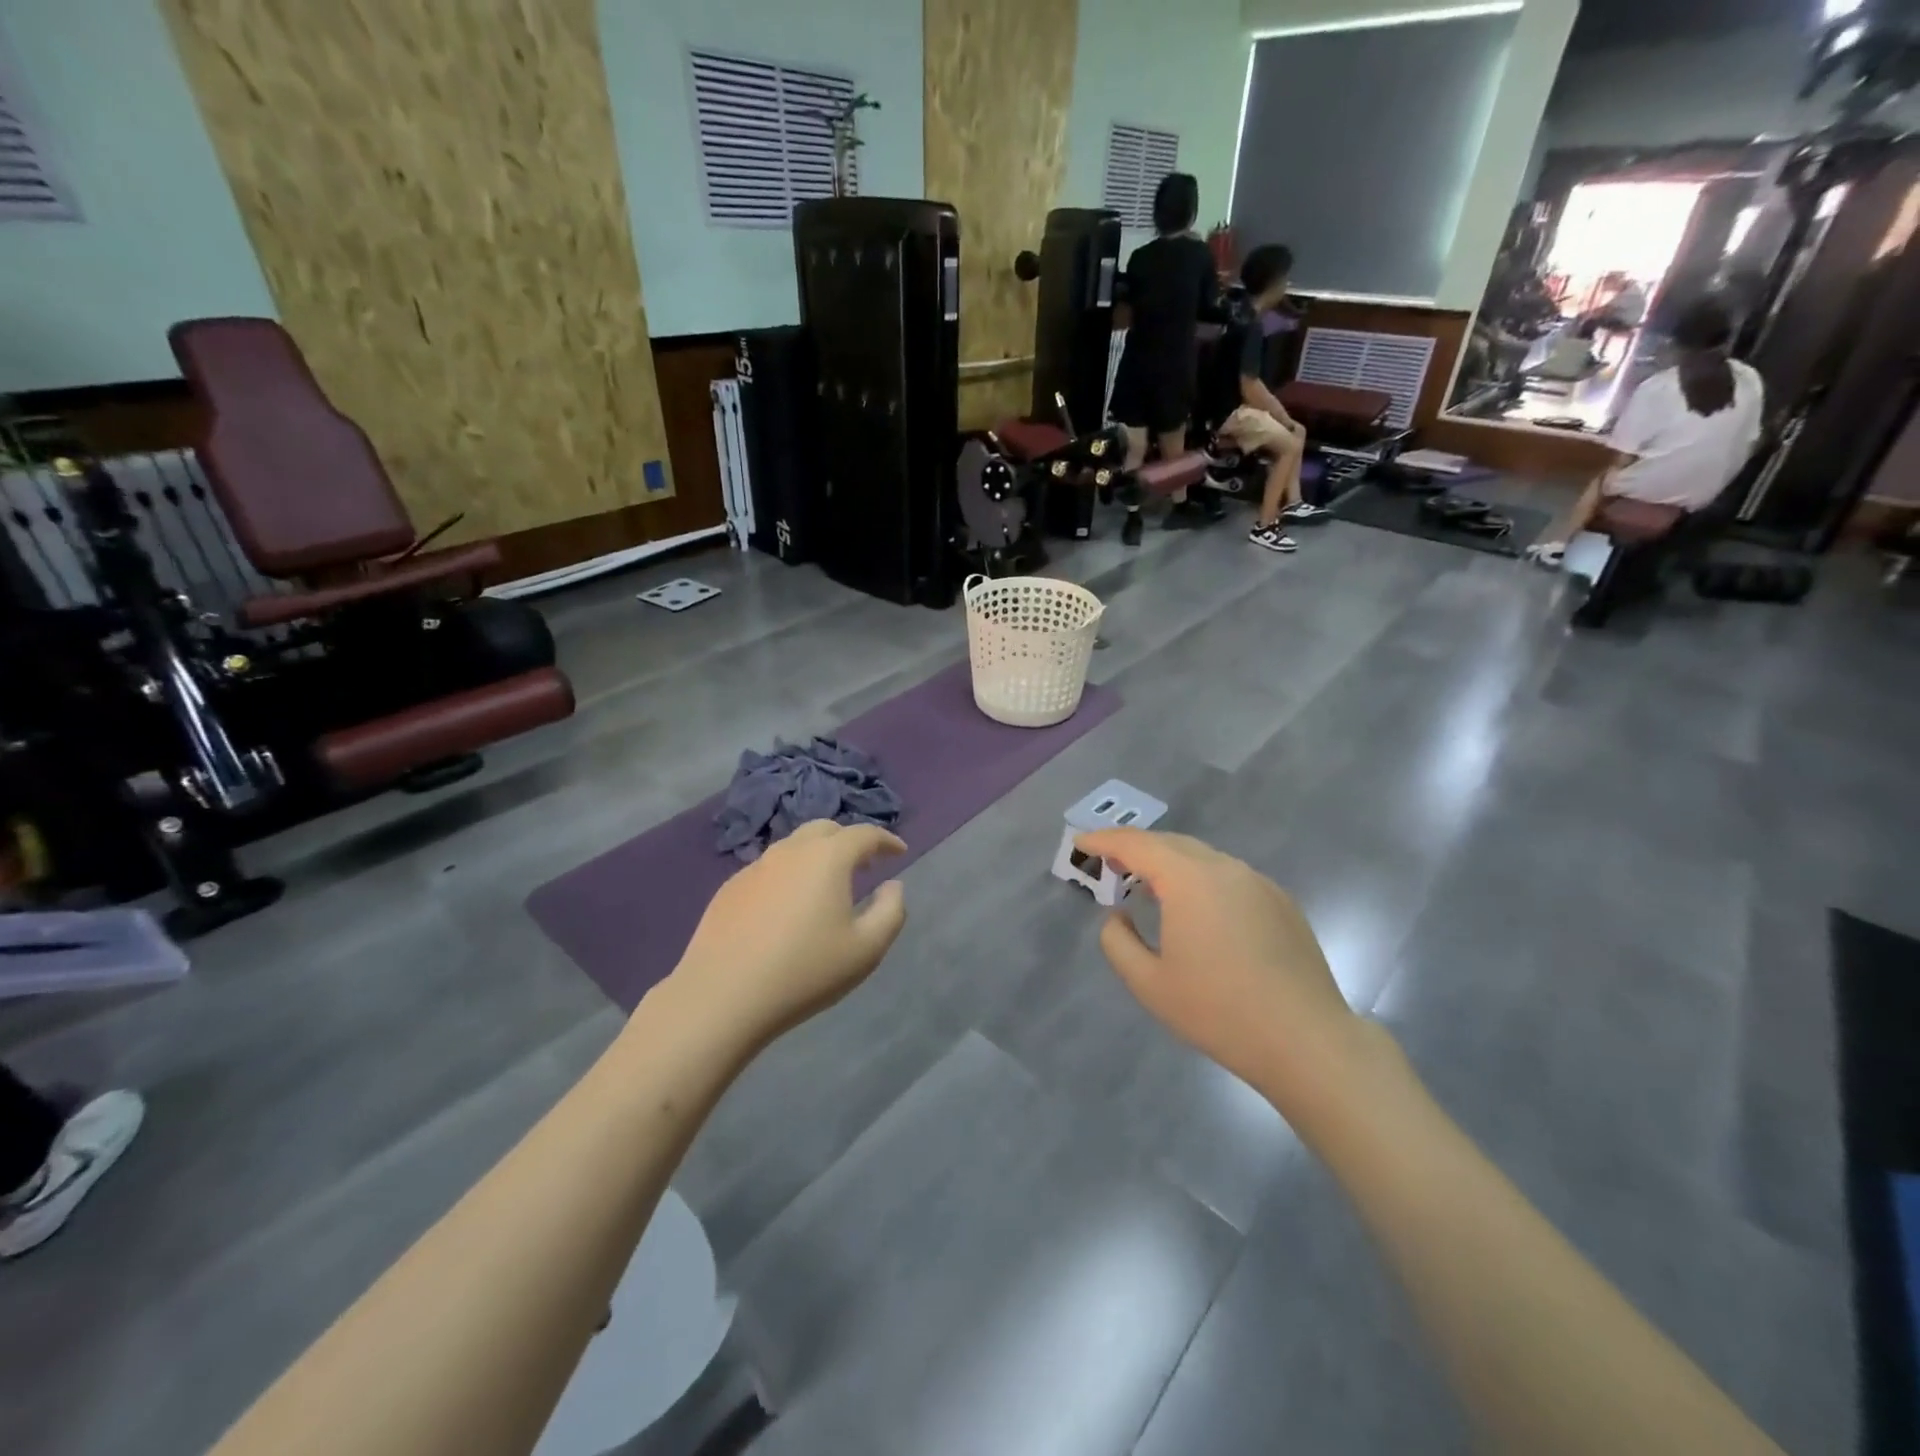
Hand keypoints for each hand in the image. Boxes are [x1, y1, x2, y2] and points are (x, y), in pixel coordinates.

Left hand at [670, 820, 906, 1045]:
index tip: (899, 852)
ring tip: (826, 885)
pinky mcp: (729, 889)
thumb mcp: (867, 949)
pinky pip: (769, 869)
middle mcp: (790, 851)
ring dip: (816, 856)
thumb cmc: (805, 971)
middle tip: (863, 864)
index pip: (864, 834)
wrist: (722, 996)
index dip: (886, 840)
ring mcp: (755, 867)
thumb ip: (891, 911)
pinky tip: (787, 908)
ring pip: (793, 847)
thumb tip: (892, 885)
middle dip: (849, 841)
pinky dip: (788, 876)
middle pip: (825, 829)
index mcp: (828, 858)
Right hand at [1078, 829, 1366, 1112]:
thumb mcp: (1149, 983)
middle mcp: (1225, 868)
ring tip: (1148, 885)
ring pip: (1202, 858)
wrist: (1306, 1041)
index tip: (1081, 841)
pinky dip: (1200, 879)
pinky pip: (1228, 876)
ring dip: (1169, 863)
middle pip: (1171, 843)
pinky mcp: (1280, 902)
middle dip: (1136, 847)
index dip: (1105, 840)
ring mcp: (1258, 882)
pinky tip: (1196, 908)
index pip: (1137, 845)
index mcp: (1190, 880)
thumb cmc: (1219, 1012)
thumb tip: (1118, 915)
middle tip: (1110, 863)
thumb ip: (1117, 941)